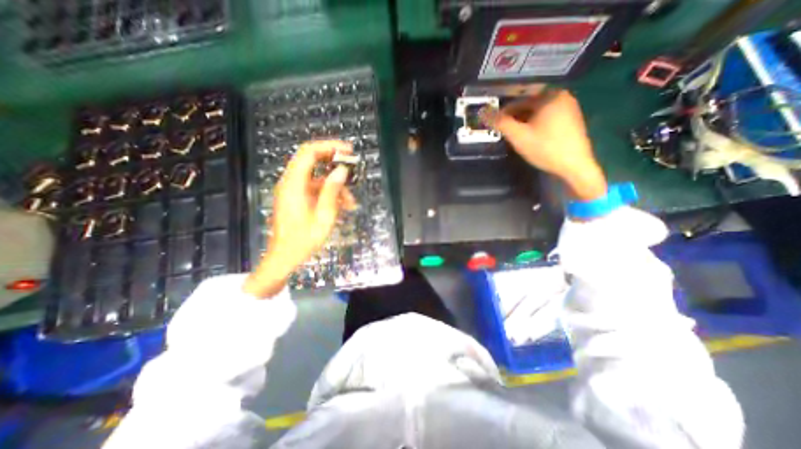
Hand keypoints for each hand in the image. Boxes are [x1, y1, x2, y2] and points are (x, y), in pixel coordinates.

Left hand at [244, 140, 356, 298]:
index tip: (348, 150)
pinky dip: (329, 195)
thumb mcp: (323, 216)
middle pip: (312, 161)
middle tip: (353, 169)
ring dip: (335, 186)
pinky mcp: (296, 199)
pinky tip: (342, 207)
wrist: (284, 258)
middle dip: (334, 163)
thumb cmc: (303, 240)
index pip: (309, 152)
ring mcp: (292, 191)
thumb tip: (342, 170)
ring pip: (317, 178)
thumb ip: (332, 191)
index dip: (329, 146)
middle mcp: (290, 183)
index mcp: (294, 184)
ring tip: (351, 203)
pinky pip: (315, 190)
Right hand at [481, 87, 607, 198]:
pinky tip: (529, 137)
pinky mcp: (571, 120)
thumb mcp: (519, 136)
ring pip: (537, 112)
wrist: (574, 166)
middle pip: (529, 105)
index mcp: (550, 96)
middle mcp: (561, 97)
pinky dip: (534, 124)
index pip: (519, 100)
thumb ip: (501, 123)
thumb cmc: (545, 149)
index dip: (503, 112)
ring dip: (523, 122)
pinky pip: (546, 117)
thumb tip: (483, 113)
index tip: (494, 123)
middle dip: (514, 117)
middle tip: (503, 130)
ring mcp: (569, 108)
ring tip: (513, 135)